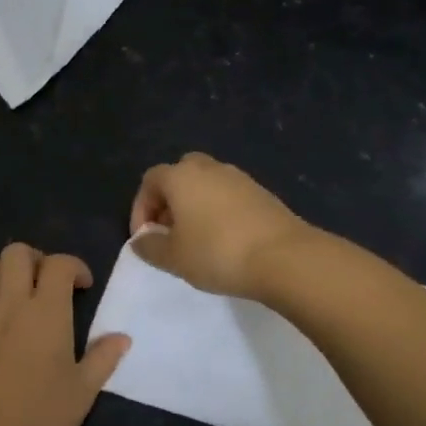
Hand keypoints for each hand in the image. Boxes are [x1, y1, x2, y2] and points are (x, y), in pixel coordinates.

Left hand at [0, 243, 130, 425]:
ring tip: (13, 295)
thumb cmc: (42, 419)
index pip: (59, 264)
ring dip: (0, 273)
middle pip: (16, 252)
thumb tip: (122, 337)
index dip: (74, 266)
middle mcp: (10, 304)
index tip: (83, 287)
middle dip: (34, 259)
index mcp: (46, 312)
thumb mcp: (84, 392)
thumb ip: (103, 358)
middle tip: (45, 284)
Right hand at [128, 152, 317, 300]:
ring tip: (196, 239)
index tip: (145, 238)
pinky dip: (219, 210)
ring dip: (195, 205)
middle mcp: (209, 168)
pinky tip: (225, 240)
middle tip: (170, 232)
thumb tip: (141, 239)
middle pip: (180, 175)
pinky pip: (229, 195)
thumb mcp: (173, 258)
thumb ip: (149, 247)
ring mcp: (239, 178)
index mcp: (181, 176)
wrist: (284, 257)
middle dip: (169, 201)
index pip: (150, 181)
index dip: (141, 208)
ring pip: (207, 184)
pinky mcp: (262, 193)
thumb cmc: (217, 253)